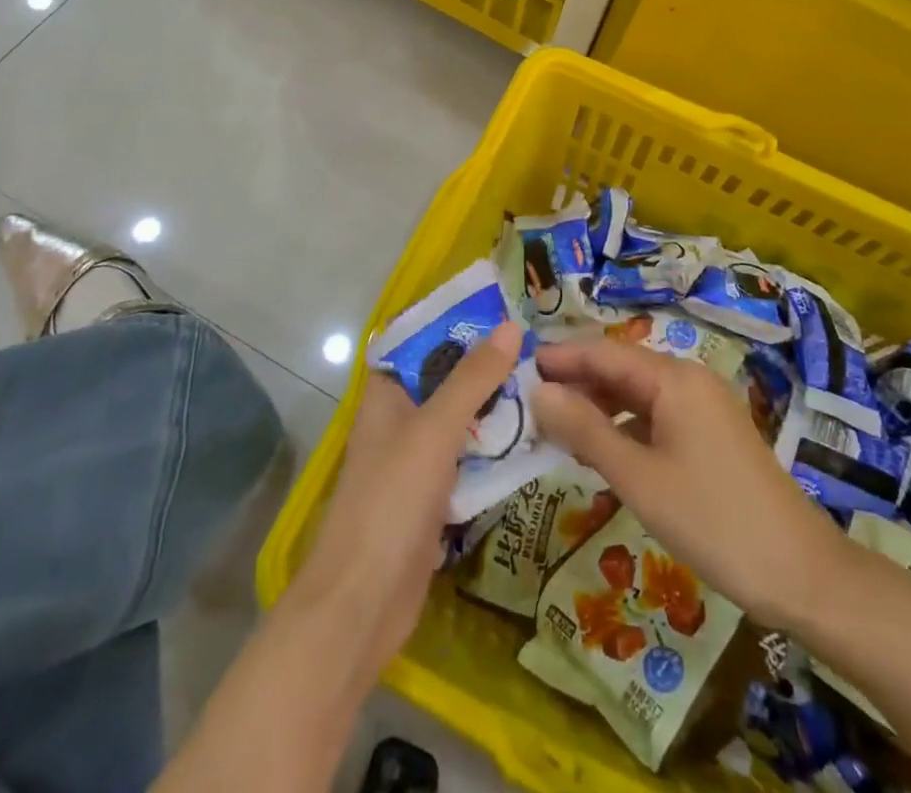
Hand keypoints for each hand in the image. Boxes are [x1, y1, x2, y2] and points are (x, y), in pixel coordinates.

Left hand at [288, 320, 523, 684]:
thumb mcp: (434, 430)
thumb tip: (511, 326)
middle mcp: (399, 418)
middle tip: (541, 345)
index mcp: (386, 392)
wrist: (363, 604)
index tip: (505, 307)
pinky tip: (535, 436)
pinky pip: (469, 457)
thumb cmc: (390, 500)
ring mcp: (416, 459)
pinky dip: (495, 446)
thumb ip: (473, 379)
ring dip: (496, 404)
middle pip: (447, 378)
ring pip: (462, 418)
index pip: (422, 340)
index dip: (458, 321)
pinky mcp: (433, 495)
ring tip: (548, 381)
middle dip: (487, 363)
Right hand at [533, 336, 847, 631]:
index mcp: (673, 378)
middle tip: (531, 404)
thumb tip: (538, 391)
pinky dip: (625, 425)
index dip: (561, 358)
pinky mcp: (712, 433)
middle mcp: (689, 379)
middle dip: (577, 382)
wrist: (800, 571)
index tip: (520, 367)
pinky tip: (604, 450)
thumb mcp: (638, 477)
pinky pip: (657, 415)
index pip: (604, 352)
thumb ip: (585, 430)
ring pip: (639, 392)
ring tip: (558, 429)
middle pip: (621, 368)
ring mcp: (705, 406)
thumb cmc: (712, 519)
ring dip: (599, 406)